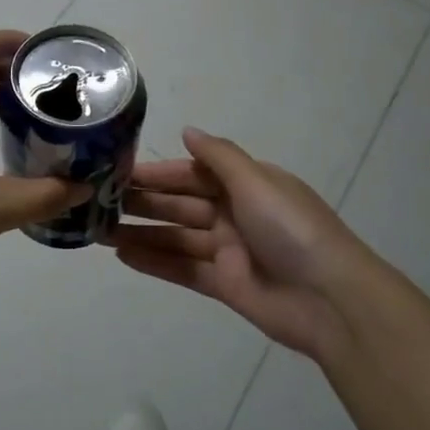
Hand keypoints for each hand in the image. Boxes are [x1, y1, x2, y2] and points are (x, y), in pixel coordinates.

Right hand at [110, 128, 388, 358]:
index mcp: (247, 185)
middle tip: (98, 202)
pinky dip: (154, 262)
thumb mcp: (257, 182)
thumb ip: (219, 157)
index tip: (120, 172)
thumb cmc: (292, 229)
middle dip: (143, 203)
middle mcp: (235, 214)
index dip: (159, 173)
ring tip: (100, 231)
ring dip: (140, 233)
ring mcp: (229, 251)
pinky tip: (123, 256)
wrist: (330, 299)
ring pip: (176, 237)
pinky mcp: (224, 284)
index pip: (194, 174)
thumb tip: (188, 130)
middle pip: (181, 205)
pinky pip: (182, 269)